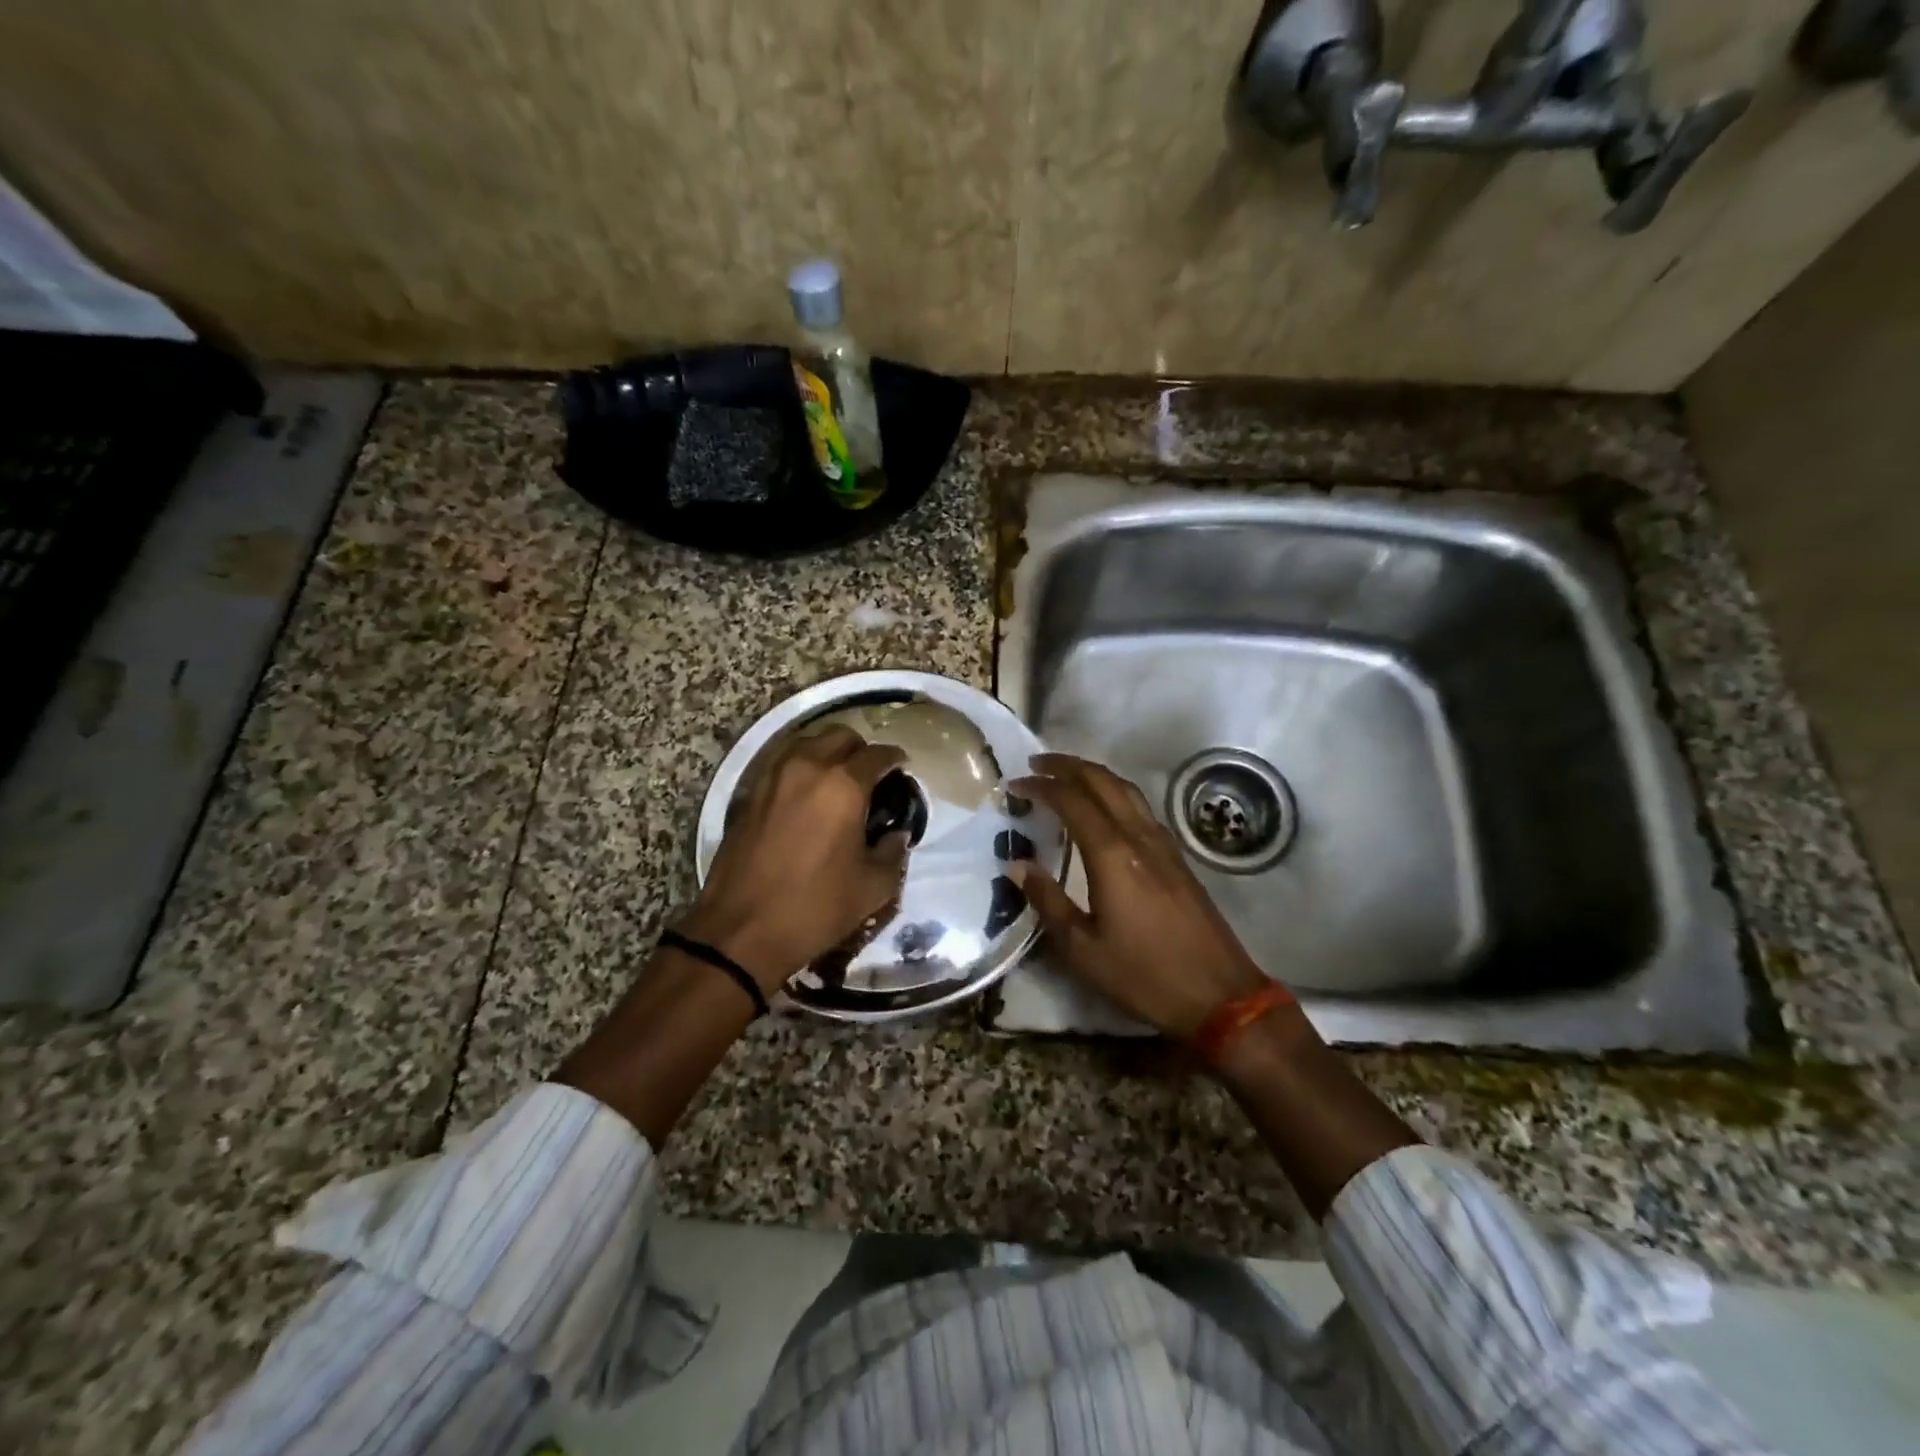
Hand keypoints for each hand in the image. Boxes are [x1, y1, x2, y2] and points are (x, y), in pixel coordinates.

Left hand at [679, 725, 907, 991]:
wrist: (741, 931)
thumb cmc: (814, 908)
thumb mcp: (872, 888)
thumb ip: (893, 853)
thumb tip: (896, 835)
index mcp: (843, 786)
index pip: (878, 755)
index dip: (896, 759)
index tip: (903, 769)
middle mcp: (807, 768)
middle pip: (841, 736)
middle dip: (861, 749)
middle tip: (871, 775)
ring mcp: (773, 777)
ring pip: (808, 743)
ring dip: (828, 753)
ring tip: (838, 780)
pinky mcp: (750, 793)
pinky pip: (782, 763)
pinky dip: (801, 767)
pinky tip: (808, 794)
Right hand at [1011, 753, 1269, 1038]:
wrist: (1220, 994)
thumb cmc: (1144, 975)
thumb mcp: (1083, 949)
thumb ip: (1048, 902)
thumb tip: (1017, 865)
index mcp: (1112, 855)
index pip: (1071, 801)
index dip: (1041, 786)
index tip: (1015, 784)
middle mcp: (1139, 837)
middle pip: (1102, 781)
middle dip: (1067, 766)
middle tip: (1036, 763)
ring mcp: (1163, 844)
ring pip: (1126, 789)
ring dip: (1093, 774)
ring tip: (1066, 776)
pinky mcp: (1177, 858)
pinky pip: (1141, 808)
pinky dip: (1115, 793)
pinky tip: (1106, 810)